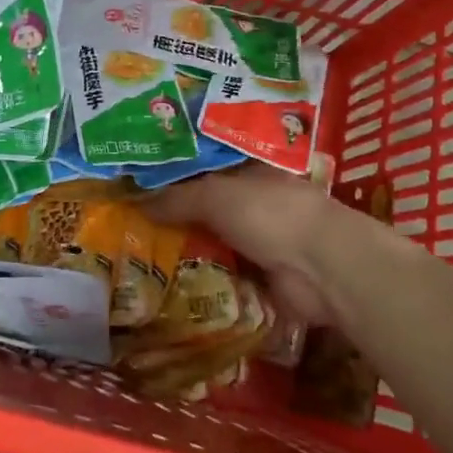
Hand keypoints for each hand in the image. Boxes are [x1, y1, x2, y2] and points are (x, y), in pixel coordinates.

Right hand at [144, 165, 354, 325]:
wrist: (322, 269)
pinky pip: (225, 276)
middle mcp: (257, 203)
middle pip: (208, 207)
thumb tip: (134, 202)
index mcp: (251, 171)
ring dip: (187, 251)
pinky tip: (167, 285)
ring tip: (139, 257)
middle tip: (129, 224)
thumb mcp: (215, 195)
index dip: (176, 174)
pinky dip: (203, 282)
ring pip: (215, 242)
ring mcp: (262, 242)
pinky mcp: (264, 278)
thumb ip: (175, 198)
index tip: (140, 183)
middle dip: (176, 216)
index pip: (208, 167)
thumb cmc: (270, 214)